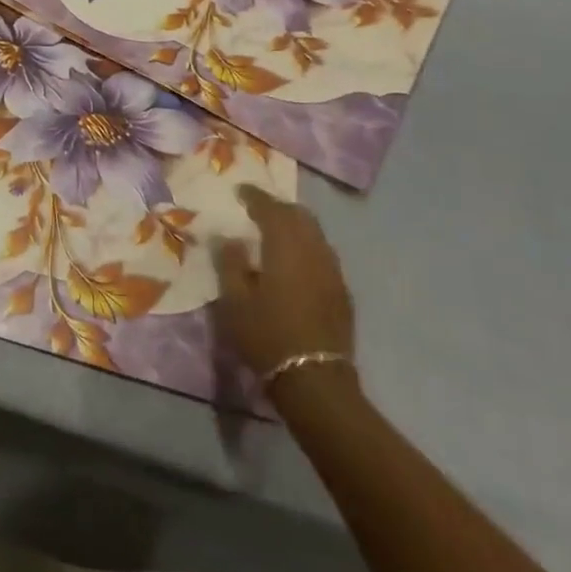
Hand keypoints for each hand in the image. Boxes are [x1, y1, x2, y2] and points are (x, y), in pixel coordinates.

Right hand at [214, 184, 355, 380]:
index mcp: (286, 247)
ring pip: (315, 234)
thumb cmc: (267, 335)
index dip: (255, 197)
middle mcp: (314, 251)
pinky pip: (323, 254)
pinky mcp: (342, 292)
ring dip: (295, 226)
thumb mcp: (234, 300)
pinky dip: (306, 246)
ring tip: (276, 232)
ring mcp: (333, 272)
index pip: (271, 209)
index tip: (240, 191)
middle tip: (257, 209)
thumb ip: (229, 262)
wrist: (315, 380)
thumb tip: (228, 237)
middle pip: (299, 216)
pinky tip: (295, 261)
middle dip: (278, 208)